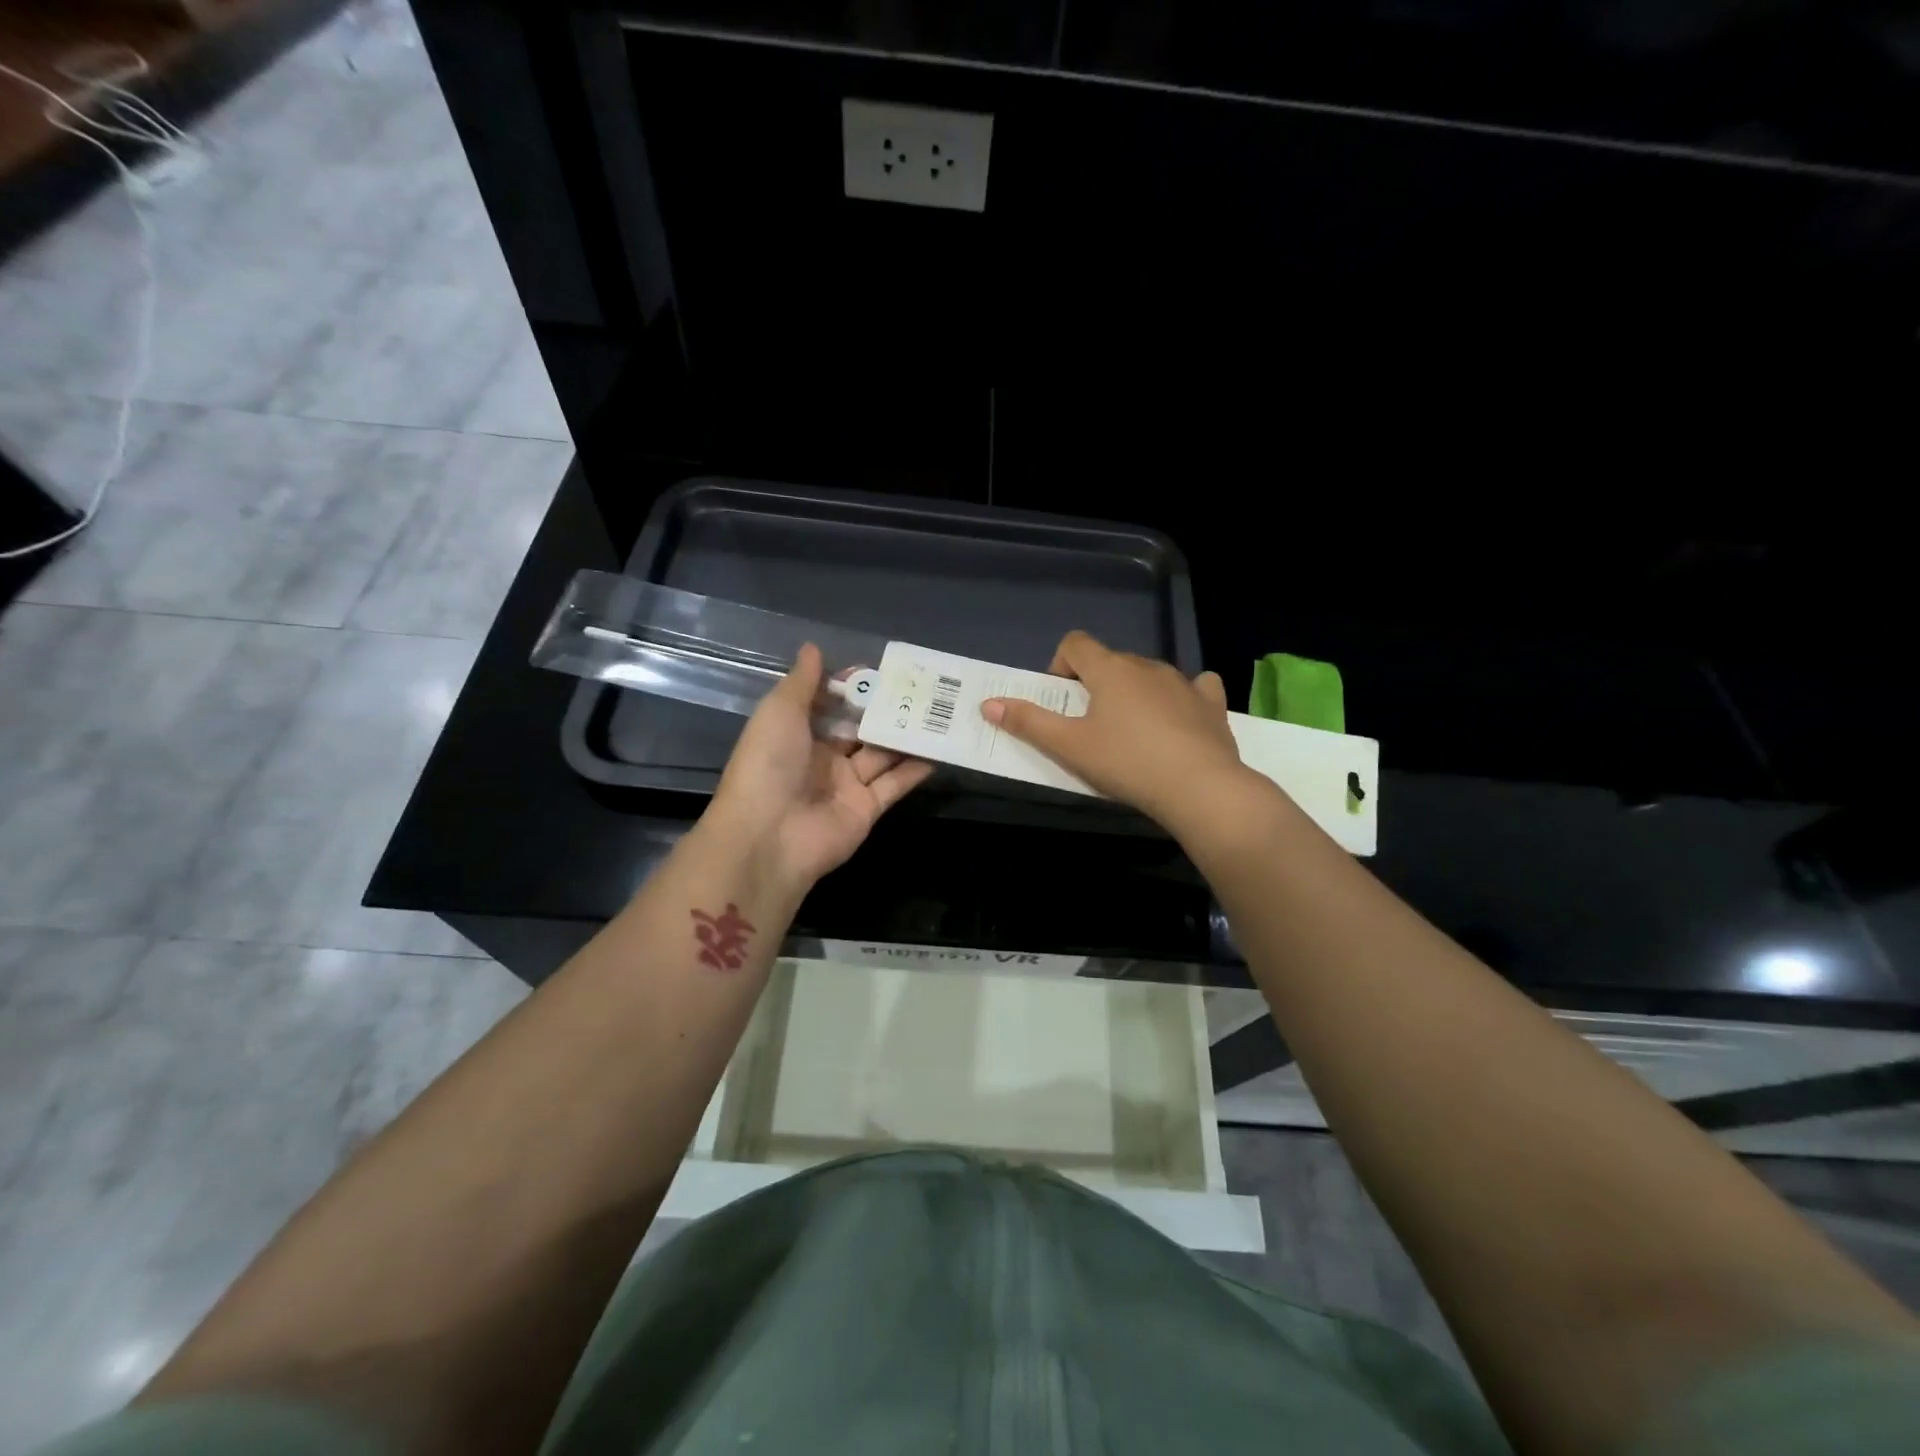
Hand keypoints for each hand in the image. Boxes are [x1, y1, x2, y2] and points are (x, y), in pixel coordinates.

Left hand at [704, 643, 934, 892]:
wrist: (770, 836)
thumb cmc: (769, 764)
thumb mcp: (779, 711)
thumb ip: (802, 681)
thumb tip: (813, 647)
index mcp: (796, 732)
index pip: (829, 703)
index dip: (852, 686)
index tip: (883, 670)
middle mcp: (822, 757)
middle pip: (859, 727)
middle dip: (885, 709)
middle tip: (922, 687)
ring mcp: (846, 784)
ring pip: (882, 753)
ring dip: (906, 735)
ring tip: (939, 711)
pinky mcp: (867, 808)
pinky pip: (895, 783)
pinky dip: (916, 768)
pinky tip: (940, 748)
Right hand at [982, 630, 1247, 833]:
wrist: (1199, 787)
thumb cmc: (1125, 763)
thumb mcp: (1069, 747)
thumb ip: (1028, 722)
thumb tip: (988, 703)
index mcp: (1109, 669)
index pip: (1075, 644)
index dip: (1060, 665)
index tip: (1062, 701)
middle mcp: (1146, 665)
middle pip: (1111, 661)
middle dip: (1096, 685)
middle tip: (1091, 727)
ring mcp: (1183, 681)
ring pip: (1149, 675)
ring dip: (1134, 693)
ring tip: (1132, 734)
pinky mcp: (1211, 702)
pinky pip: (1196, 686)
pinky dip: (1182, 697)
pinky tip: (1180, 719)